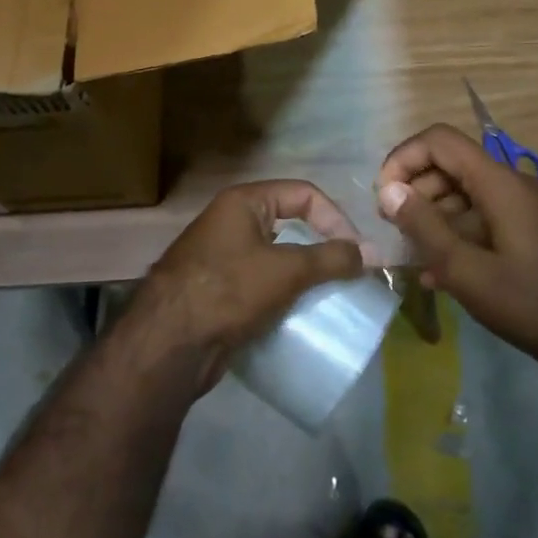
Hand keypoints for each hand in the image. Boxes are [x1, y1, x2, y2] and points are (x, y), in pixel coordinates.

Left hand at [135, 181, 366, 392]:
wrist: (168, 344)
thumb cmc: (228, 291)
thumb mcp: (286, 270)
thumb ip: (331, 258)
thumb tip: (369, 254)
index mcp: (243, 202)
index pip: (303, 194)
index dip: (335, 218)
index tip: (355, 252)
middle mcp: (230, 221)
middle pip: (290, 223)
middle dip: (321, 246)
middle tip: (346, 273)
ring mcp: (221, 256)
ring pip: (276, 256)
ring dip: (304, 273)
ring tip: (328, 295)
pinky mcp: (218, 290)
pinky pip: (261, 282)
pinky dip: (283, 293)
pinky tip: (298, 313)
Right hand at [376, 124, 537, 380]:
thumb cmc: (528, 303)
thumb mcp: (465, 270)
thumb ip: (423, 226)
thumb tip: (389, 190)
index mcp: (501, 183)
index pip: (441, 141)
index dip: (404, 158)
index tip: (384, 196)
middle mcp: (517, 183)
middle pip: (454, 165)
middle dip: (417, 190)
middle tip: (394, 229)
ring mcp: (529, 206)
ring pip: (469, 192)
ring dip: (435, 215)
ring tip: (413, 254)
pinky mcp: (535, 229)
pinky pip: (487, 215)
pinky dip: (460, 231)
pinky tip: (441, 270)